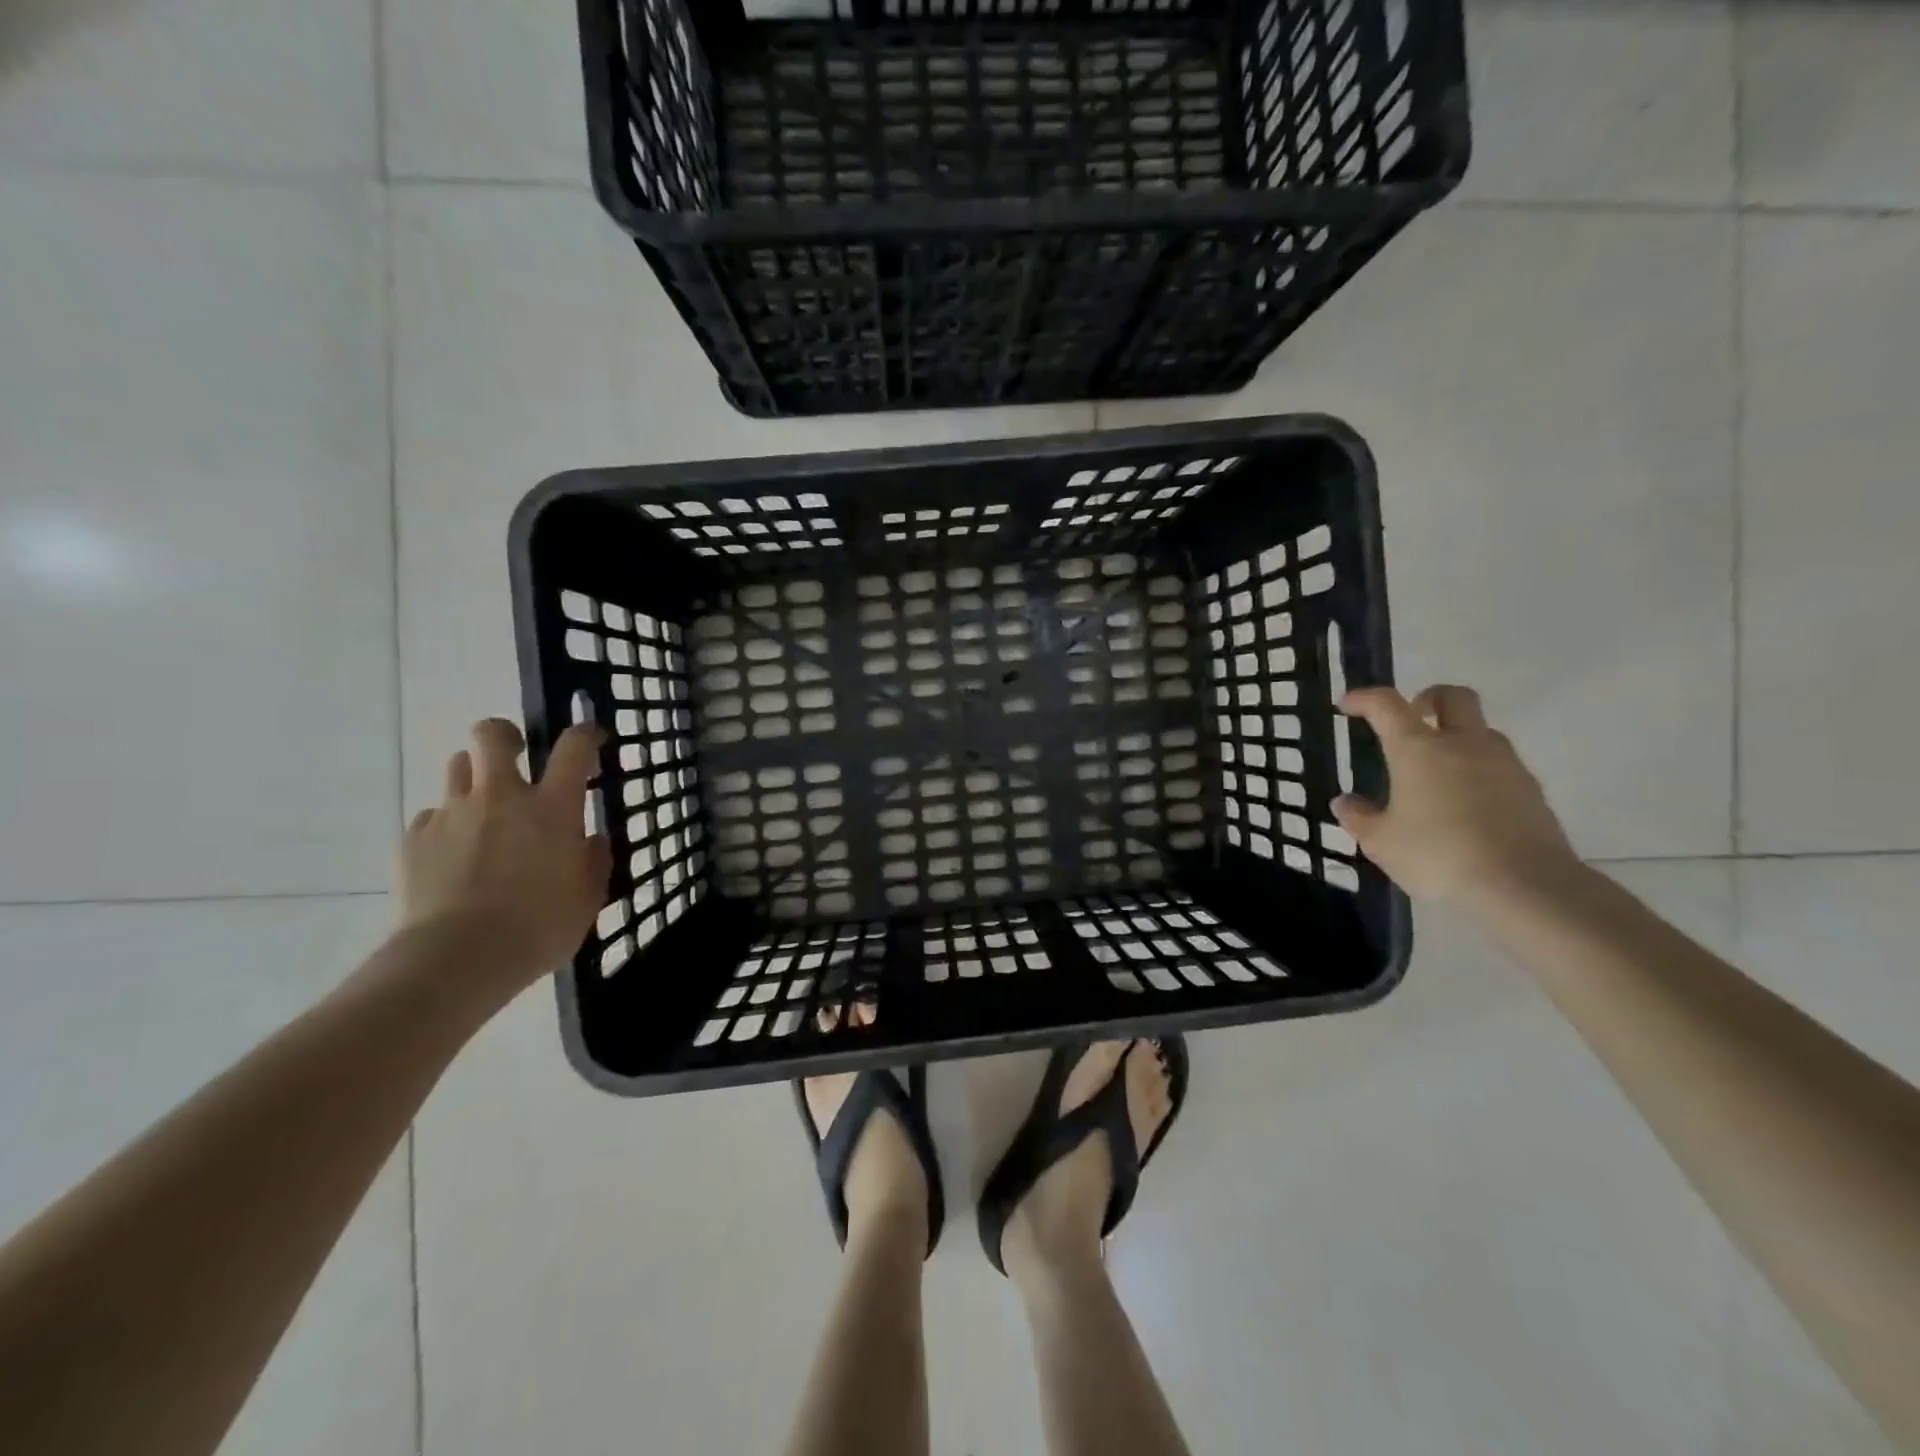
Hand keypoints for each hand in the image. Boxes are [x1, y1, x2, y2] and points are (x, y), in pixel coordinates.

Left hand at [395, 717, 611, 988]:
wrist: (455, 960)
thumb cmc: (537, 929)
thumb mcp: (587, 899)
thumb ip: (593, 862)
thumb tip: (590, 841)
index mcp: (552, 808)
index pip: (573, 747)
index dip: (584, 733)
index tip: (590, 737)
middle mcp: (501, 797)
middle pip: (491, 735)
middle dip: (504, 735)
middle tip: (516, 755)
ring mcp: (452, 815)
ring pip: (457, 768)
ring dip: (474, 778)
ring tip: (484, 811)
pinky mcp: (414, 839)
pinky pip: (432, 817)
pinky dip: (446, 828)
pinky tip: (453, 859)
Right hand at [1334, 684, 1580, 907]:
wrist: (1526, 886)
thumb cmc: (1439, 855)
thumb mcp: (1381, 843)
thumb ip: (1360, 817)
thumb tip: (1345, 802)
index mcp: (1418, 748)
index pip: (1386, 705)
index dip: (1364, 699)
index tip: (1347, 705)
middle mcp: (1463, 744)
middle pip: (1453, 697)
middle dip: (1428, 699)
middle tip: (1411, 720)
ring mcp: (1504, 764)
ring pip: (1481, 730)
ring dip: (1458, 737)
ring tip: (1437, 772)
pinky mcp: (1531, 790)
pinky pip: (1500, 765)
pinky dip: (1480, 771)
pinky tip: (1467, 804)